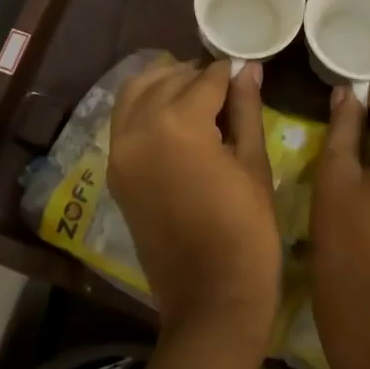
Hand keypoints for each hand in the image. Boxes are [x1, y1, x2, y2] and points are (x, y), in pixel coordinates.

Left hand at [107, 59, 282, 353]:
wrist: (210, 300)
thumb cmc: (247, 231)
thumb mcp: (254, 163)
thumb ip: (246, 108)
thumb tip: (248, 68)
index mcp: (178, 124)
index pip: (206, 78)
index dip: (231, 72)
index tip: (247, 70)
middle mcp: (139, 128)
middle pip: (170, 80)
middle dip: (199, 76)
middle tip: (228, 84)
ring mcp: (120, 151)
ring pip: (137, 92)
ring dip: (166, 83)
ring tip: (198, 95)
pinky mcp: (115, 172)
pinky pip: (125, 120)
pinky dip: (145, 106)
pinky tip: (175, 115)